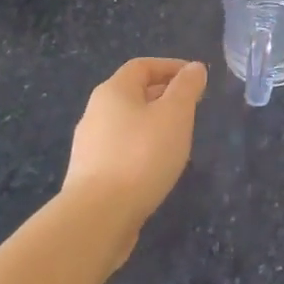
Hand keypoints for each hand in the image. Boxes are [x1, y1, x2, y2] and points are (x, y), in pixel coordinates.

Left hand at [63, 58, 205, 250]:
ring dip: (153, 124)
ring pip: (127, 124)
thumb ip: (187, 87)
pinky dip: (141, 149)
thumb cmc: (141, 155)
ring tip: (178, 139)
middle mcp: (95, 112)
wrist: (97, 217)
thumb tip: (194, 68)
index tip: (195, 79)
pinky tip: (156, 167)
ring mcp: (88, 146)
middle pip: (133, 93)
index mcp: (113, 91)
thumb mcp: (175, 114)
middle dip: (163, 96)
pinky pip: (120, 150)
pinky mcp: (89, 175)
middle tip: (191, 108)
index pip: (142, 66)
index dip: (170, 67)